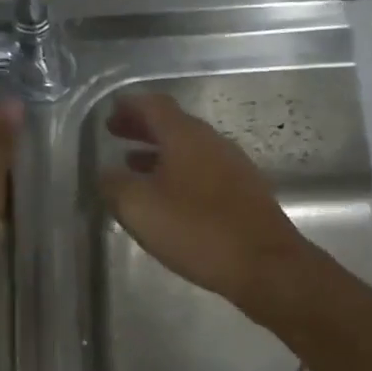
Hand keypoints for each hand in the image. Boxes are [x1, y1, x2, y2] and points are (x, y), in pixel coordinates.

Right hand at [99, 91, 317, 319]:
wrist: (266, 265)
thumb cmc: (197, 230)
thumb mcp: (140, 209)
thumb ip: (115, 185)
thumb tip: (105, 173)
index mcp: (185, 136)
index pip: (154, 105)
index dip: (130, 105)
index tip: (111, 111)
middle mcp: (212, 142)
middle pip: (173, 124)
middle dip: (142, 127)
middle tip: (116, 133)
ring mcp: (233, 166)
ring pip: (188, 148)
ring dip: (159, 152)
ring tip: (133, 164)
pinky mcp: (244, 192)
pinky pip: (203, 170)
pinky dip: (178, 172)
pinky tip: (168, 196)